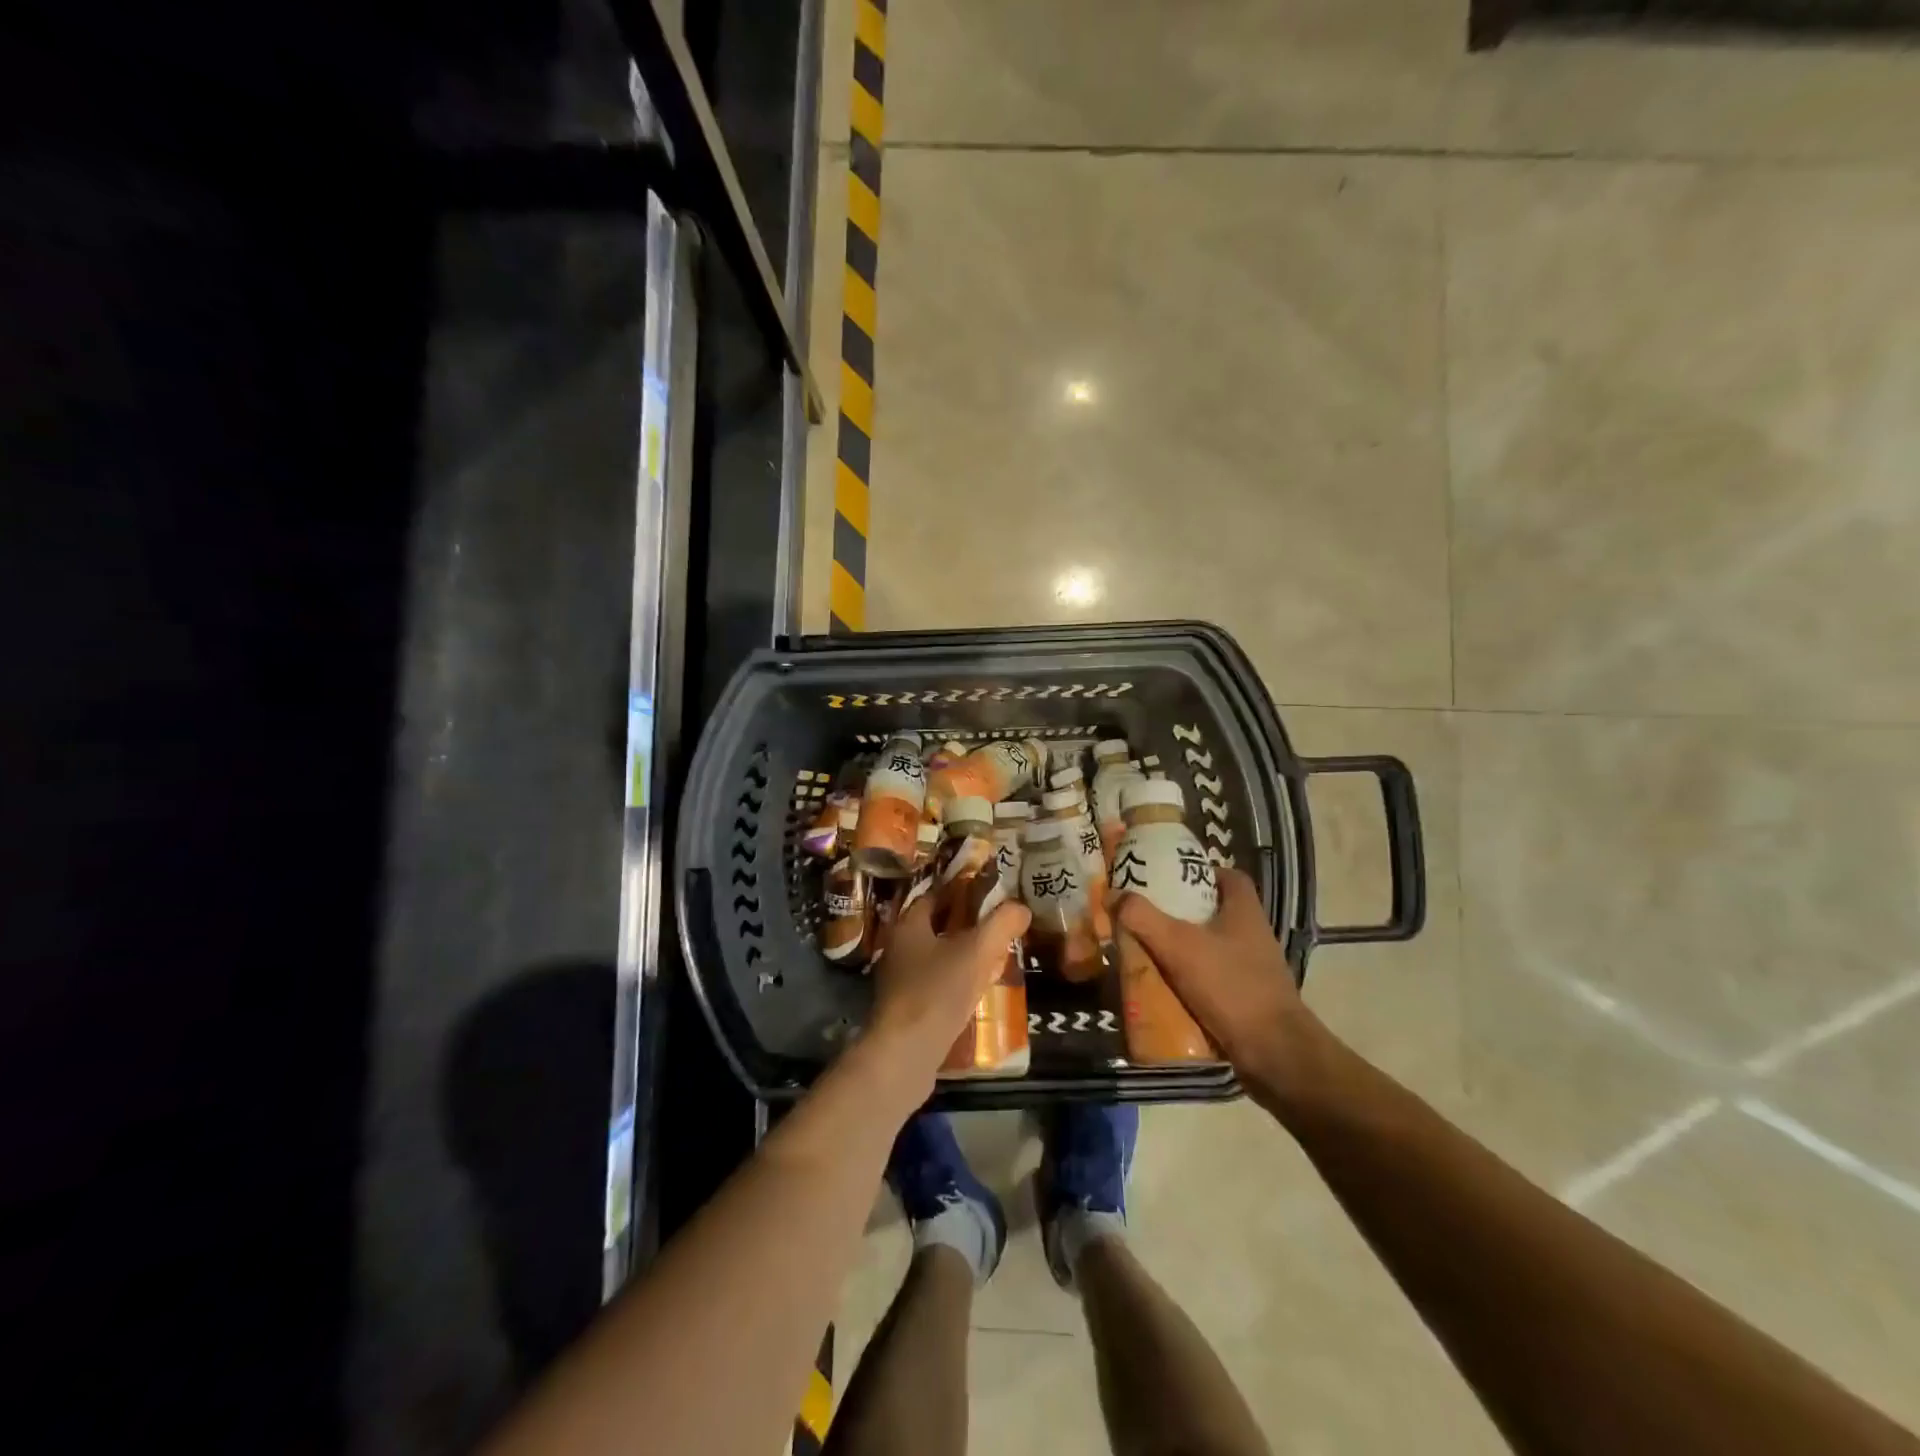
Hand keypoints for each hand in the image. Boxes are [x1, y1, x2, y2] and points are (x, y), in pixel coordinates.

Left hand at [864, 889, 1031, 1096]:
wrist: (905, 1054)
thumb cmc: (937, 991)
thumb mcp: (976, 952)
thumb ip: (1001, 924)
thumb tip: (1021, 907)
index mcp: (908, 925)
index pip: (934, 894)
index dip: (961, 889)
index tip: (988, 889)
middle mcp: (899, 947)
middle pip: (935, 926)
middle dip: (965, 923)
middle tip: (997, 921)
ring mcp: (900, 980)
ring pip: (936, 956)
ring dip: (961, 953)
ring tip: (995, 953)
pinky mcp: (907, 1008)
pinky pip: (936, 983)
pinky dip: (956, 981)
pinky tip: (978, 989)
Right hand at [1116, 868, 1311, 1096]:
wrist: (1274, 1053)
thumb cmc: (1230, 986)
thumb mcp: (1179, 946)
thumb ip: (1143, 918)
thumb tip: (1114, 894)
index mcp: (1245, 910)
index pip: (1228, 876)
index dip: (1200, 872)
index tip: (1170, 879)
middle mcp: (1254, 933)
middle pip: (1215, 910)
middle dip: (1182, 912)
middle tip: (1148, 915)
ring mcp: (1255, 967)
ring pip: (1213, 946)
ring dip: (1184, 947)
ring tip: (1149, 950)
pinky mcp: (1249, 997)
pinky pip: (1215, 977)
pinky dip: (1192, 978)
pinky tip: (1166, 986)